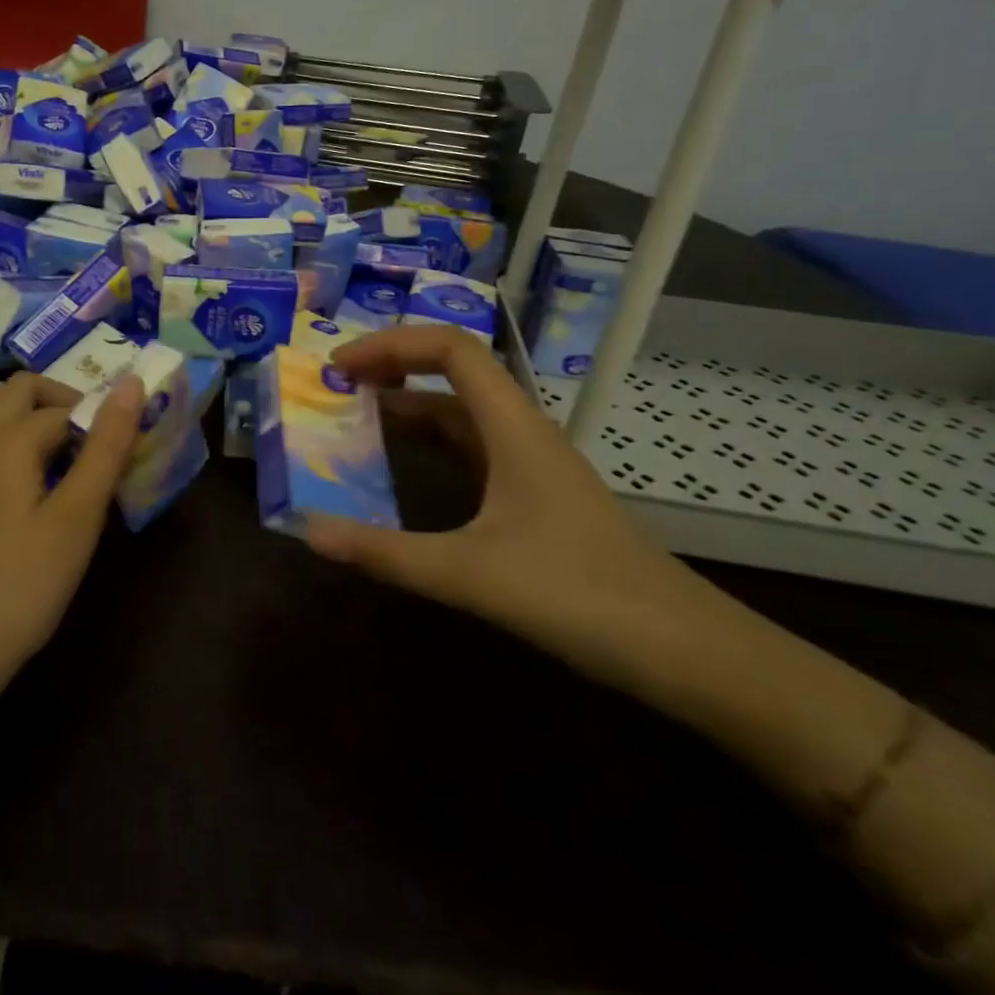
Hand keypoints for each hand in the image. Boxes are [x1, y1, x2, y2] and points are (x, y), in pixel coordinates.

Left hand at [0, 371, 146, 694]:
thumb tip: (132, 382)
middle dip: (60, 401)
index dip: (101, 423)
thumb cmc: (19, 587)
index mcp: (8, 438)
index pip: (66, 409)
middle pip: (17, 390)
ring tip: (48, 443)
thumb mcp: (77, 518)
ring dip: (16, 407)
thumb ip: (106, 447)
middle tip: (92, 441)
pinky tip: (5, 474)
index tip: (126, 455)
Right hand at [305, 326, 736, 699]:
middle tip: (333, 391)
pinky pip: (470, 450)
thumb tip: (310, 533)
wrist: (684, 650)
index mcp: (512, 426)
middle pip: (452, 374)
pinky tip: (402, 473)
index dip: (391, 344)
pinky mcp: (533, 495)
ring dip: (407, 409)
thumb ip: (387, 553)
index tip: (340, 366)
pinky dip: (428, 447)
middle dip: (390, 371)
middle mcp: (521, 431)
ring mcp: (530, 463)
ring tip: (352, 423)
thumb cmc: (580, 596)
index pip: (450, 349)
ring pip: (460, 414)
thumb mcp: (471, 575)